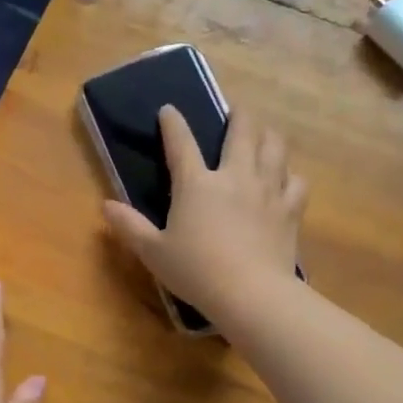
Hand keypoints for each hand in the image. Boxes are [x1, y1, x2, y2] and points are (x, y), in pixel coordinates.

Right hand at [103, 107, 306, 325]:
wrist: (250, 293)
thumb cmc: (196, 271)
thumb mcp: (153, 252)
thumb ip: (130, 226)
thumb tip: (106, 205)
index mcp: (196, 184)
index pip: (181, 143)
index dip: (173, 123)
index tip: (168, 110)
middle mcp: (234, 176)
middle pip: (242, 131)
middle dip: (238, 115)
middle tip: (236, 111)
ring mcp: (267, 190)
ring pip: (274, 147)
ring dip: (268, 135)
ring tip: (264, 135)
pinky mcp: (290, 209)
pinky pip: (296, 181)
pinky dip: (290, 175)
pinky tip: (286, 179)